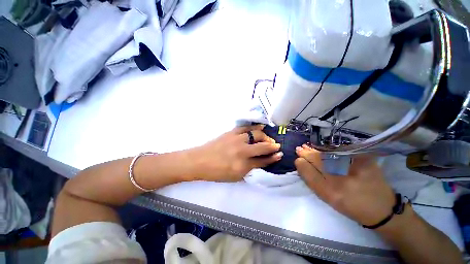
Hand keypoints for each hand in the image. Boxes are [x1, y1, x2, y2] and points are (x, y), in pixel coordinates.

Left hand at [191, 125, 282, 181]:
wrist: (200, 161)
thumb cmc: (217, 172)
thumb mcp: (235, 176)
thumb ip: (249, 169)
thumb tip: (259, 162)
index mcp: (243, 165)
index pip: (263, 161)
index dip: (273, 158)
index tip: (279, 155)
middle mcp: (242, 151)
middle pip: (262, 146)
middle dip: (272, 146)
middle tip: (276, 146)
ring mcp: (237, 140)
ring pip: (256, 135)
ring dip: (265, 137)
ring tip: (268, 138)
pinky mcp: (232, 132)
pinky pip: (246, 127)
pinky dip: (255, 127)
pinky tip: (261, 127)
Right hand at [295, 144, 394, 225]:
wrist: (382, 209)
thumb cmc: (351, 206)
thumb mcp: (328, 199)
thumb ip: (313, 181)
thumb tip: (302, 164)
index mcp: (330, 192)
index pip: (309, 172)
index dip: (301, 163)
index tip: (297, 159)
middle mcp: (341, 179)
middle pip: (317, 160)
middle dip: (306, 154)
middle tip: (299, 149)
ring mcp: (354, 167)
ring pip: (327, 154)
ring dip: (315, 150)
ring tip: (306, 147)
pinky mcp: (364, 160)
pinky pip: (340, 152)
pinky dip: (328, 149)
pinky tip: (321, 148)